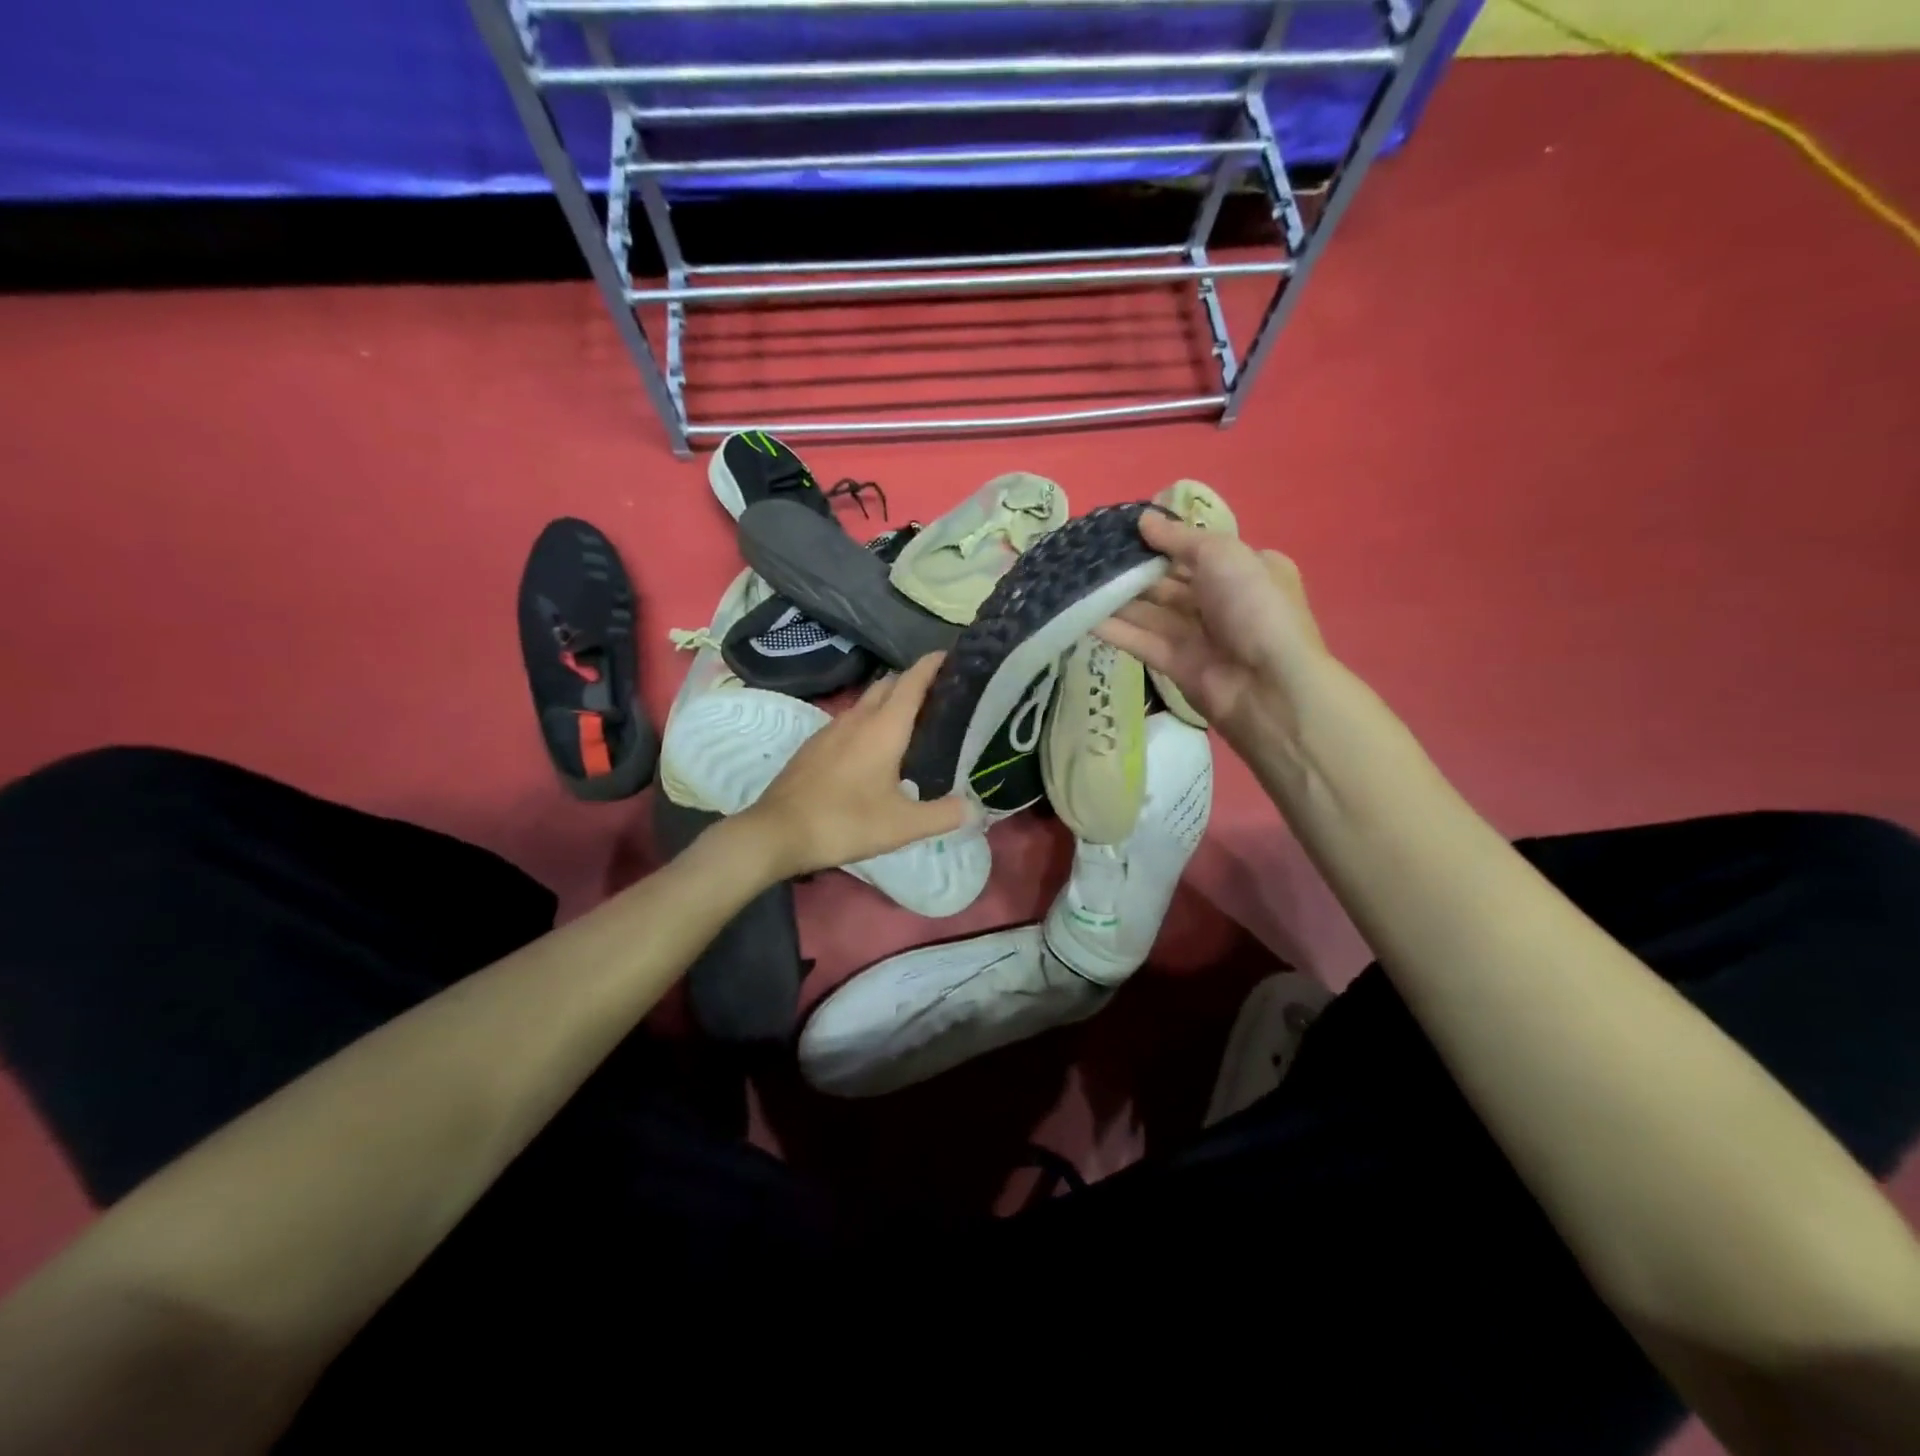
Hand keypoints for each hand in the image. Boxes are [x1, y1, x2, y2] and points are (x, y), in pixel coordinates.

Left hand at [742, 652, 974, 879]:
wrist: (778, 832)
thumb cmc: (845, 822)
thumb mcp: (903, 825)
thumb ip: (943, 815)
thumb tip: (975, 808)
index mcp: (884, 728)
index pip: (912, 681)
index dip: (932, 665)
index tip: (952, 656)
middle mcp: (857, 719)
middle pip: (889, 685)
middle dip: (914, 682)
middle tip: (941, 696)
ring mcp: (831, 730)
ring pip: (867, 702)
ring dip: (890, 702)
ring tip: (913, 722)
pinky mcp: (814, 745)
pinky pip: (850, 721)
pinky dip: (869, 722)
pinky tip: (875, 750)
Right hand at [1098, 511, 1328, 753]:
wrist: (1267, 685)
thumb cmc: (1253, 606)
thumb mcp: (1221, 554)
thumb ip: (1178, 538)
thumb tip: (1142, 519)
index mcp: (1245, 569)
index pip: (1198, 551)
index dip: (1162, 541)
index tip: (1122, 530)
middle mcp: (1222, 601)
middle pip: (1169, 582)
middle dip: (1132, 570)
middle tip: (1089, 554)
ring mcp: (1198, 635)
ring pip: (1150, 612)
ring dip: (1116, 597)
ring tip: (1076, 579)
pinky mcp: (1176, 664)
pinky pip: (1140, 641)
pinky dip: (1114, 629)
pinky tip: (1082, 614)